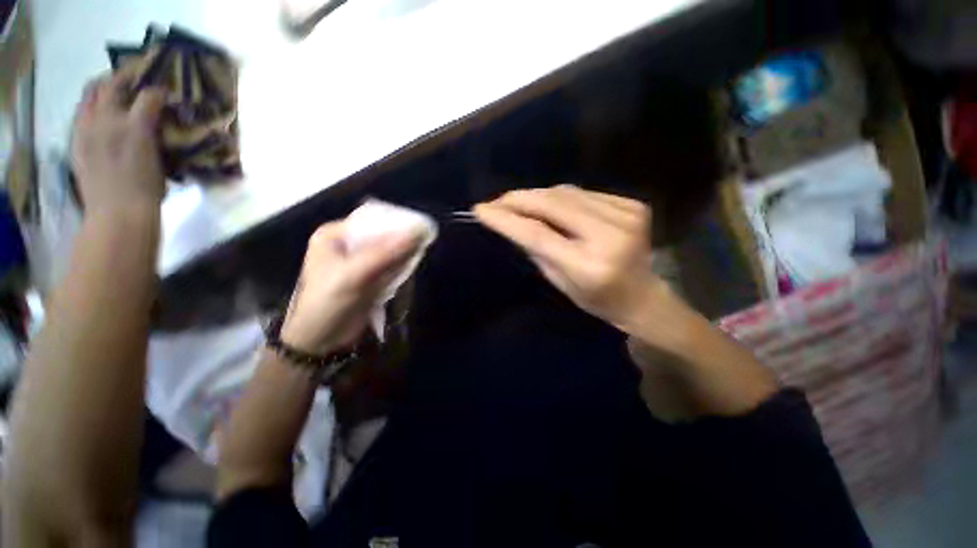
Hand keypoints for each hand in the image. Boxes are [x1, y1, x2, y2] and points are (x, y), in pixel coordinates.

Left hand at [70, 72, 167, 212]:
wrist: (118, 215)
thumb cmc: (148, 192)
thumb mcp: (162, 162)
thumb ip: (156, 137)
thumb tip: (156, 123)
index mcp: (134, 128)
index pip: (148, 95)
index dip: (158, 91)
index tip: (165, 92)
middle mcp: (107, 121)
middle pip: (111, 85)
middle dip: (124, 78)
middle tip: (136, 80)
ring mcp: (87, 130)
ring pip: (90, 94)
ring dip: (103, 88)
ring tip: (115, 93)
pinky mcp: (76, 142)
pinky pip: (81, 113)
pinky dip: (91, 107)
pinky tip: (100, 116)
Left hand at [280, 221, 422, 353]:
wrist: (321, 341)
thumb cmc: (328, 303)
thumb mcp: (354, 275)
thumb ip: (386, 253)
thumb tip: (418, 232)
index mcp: (335, 235)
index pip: (371, 220)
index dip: (396, 222)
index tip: (421, 227)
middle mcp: (347, 244)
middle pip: (382, 235)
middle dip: (401, 240)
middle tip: (424, 241)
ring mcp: (359, 262)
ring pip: (388, 251)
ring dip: (403, 254)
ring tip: (420, 255)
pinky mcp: (369, 277)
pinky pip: (390, 266)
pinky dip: (401, 267)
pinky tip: (411, 268)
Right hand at [473, 184, 670, 333]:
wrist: (643, 297)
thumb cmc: (597, 300)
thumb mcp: (560, 283)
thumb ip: (537, 250)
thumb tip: (514, 222)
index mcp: (590, 265)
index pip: (538, 234)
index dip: (507, 219)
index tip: (481, 210)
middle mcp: (610, 235)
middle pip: (553, 205)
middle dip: (519, 199)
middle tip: (495, 201)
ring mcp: (626, 215)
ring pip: (568, 193)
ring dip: (537, 195)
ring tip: (516, 201)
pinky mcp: (633, 205)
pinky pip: (584, 193)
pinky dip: (561, 196)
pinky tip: (549, 203)